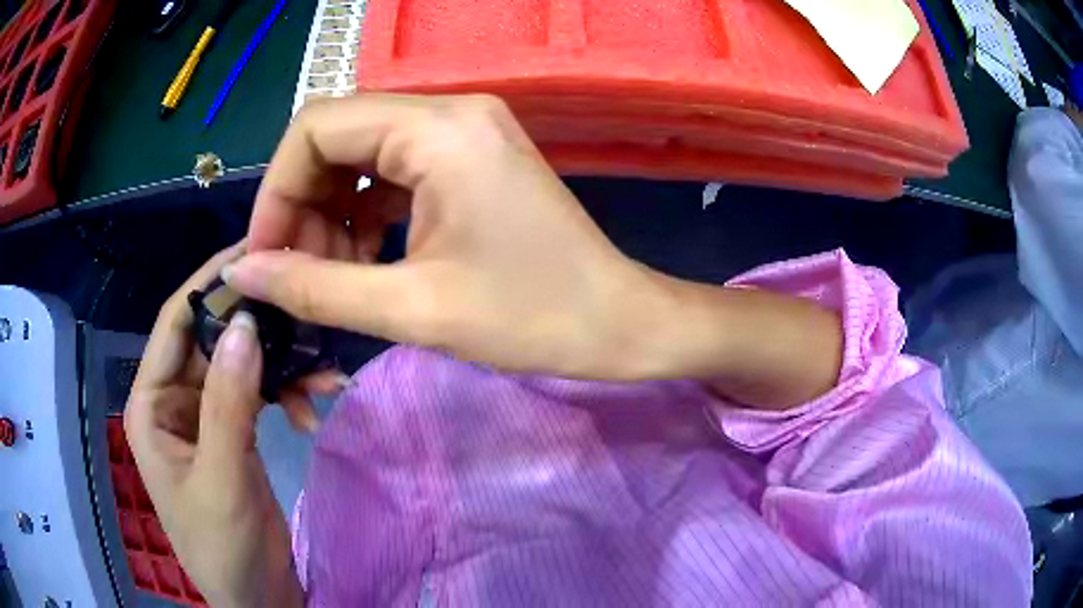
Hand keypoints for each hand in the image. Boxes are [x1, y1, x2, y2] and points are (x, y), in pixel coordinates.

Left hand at [125, 244, 340, 606]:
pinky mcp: (233, 432)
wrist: (256, 598)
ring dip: (280, 365)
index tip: (253, 252)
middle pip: (212, 340)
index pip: (174, 325)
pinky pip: (258, 394)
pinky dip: (287, 393)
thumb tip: (245, 323)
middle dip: (256, 328)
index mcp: (152, 405)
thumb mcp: (222, 480)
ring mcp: (205, 416)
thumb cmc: (222, 548)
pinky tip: (314, 406)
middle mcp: (174, 400)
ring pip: (241, 365)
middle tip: (302, 307)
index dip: (208, 285)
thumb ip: (228, 404)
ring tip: (323, 371)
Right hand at [228, 94, 656, 378]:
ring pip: (361, 154)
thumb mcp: (412, 308)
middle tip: (295, 273)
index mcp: (440, 129)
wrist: (618, 322)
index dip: (276, 192)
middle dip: (302, 204)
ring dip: (329, 211)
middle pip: (336, 135)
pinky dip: (363, 211)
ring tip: (328, 274)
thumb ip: (314, 288)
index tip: (264, 256)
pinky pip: (392, 169)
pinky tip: (361, 257)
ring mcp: (464, 131)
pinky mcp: (471, 157)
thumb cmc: (532, 319)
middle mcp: (451, 111)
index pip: (317, 126)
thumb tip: (243, 272)